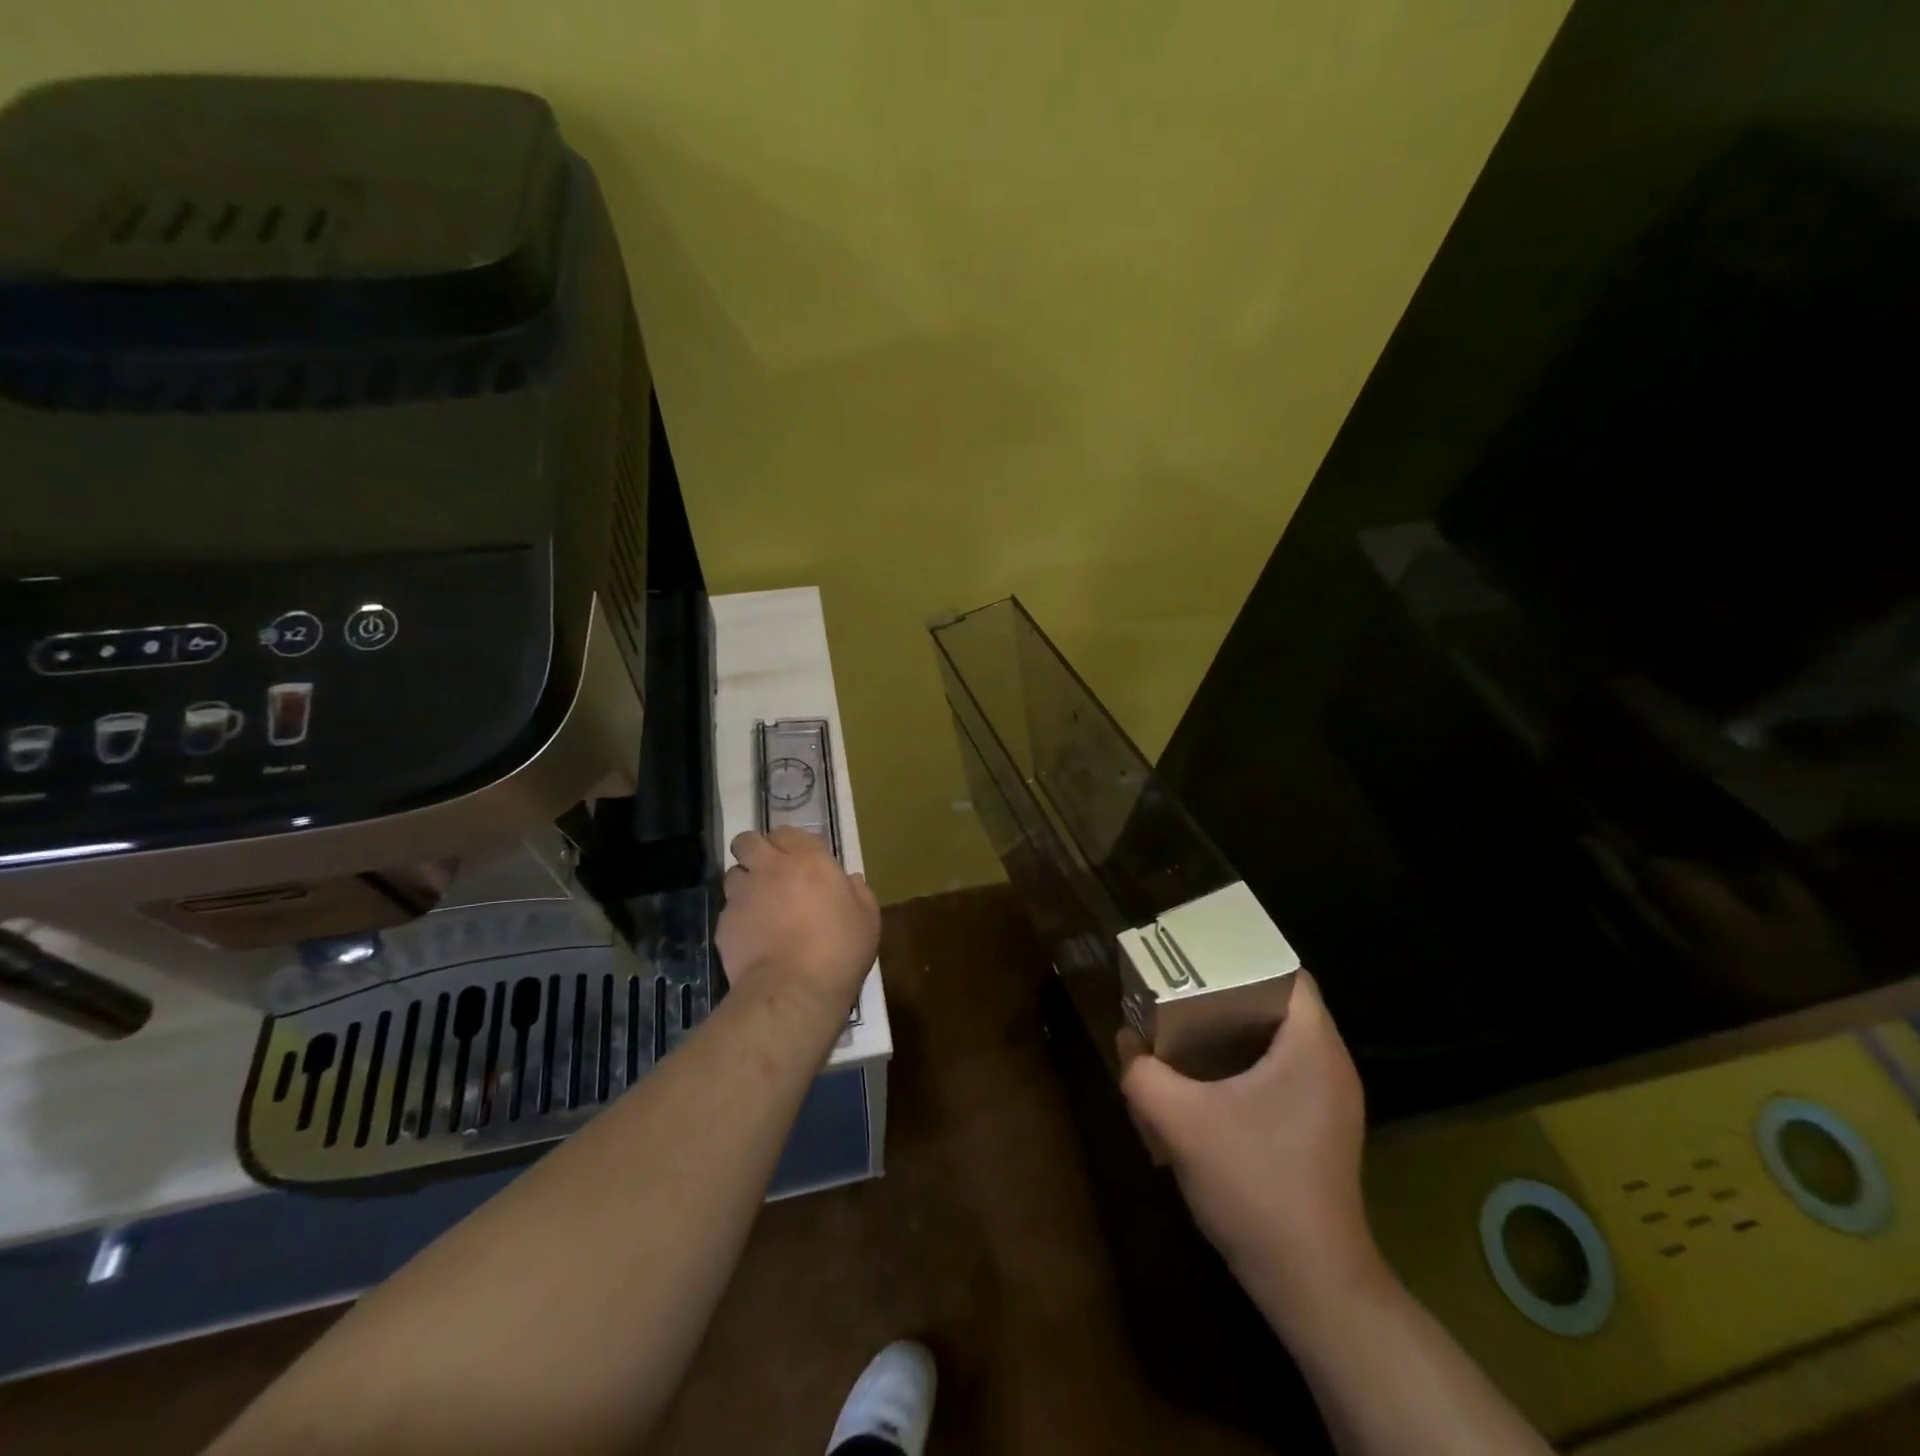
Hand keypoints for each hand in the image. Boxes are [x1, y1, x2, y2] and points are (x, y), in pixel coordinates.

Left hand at [716, 828, 878, 1012]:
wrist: (794, 991)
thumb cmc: (839, 949)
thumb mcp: (867, 918)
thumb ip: (858, 891)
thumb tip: (850, 879)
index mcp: (808, 860)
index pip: (787, 831)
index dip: (790, 843)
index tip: (799, 859)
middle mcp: (770, 868)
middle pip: (747, 841)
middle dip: (755, 850)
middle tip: (770, 872)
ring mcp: (743, 895)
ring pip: (733, 874)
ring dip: (745, 882)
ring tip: (759, 904)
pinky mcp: (724, 924)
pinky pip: (729, 910)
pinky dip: (739, 918)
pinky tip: (753, 937)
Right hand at [1119, 973, 1380, 1332]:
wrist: (1312, 1285)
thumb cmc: (1255, 1187)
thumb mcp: (1179, 1123)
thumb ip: (1142, 1073)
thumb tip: (1126, 1041)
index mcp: (1311, 1046)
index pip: (1285, 971)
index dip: (1239, 956)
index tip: (1195, 958)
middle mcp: (1329, 1064)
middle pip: (1277, 1001)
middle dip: (1226, 991)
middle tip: (1178, 988)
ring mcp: (1329, 1099)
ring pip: (1277, 1038)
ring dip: (1232, 1029)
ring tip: (1184, 1027)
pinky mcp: (1320, 1128)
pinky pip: (1280, 1070)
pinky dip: (1244, 1062)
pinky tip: (1206, 1081)